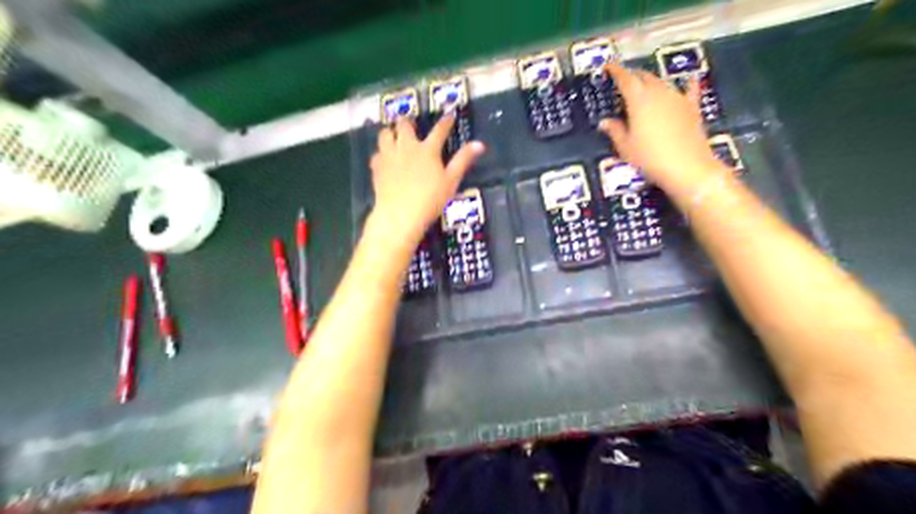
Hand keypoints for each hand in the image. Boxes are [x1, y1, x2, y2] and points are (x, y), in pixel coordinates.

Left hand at [368, 117, 480, 241]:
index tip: (449, 115)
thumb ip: (463, 161)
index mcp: (428, 150)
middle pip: (404, 126)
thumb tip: (479, 144)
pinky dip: (381, 154)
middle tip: (411, 125)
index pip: (439, 130)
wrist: (400, 214)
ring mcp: (389, 156)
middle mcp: (406, 147)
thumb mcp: (451, 181)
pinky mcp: (376, 168)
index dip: (446, 122)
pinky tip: (384, 160)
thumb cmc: (430, 199)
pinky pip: (376, 154)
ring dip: (390, 133)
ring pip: (385, 134)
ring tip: (394, 137)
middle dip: (408, 122)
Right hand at [598, 62, 725, 189]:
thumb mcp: (625, 147)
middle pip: (644, 77)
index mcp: (638, 100)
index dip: (616, 70)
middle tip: (624, 80)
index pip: (625, 78)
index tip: (608, 66)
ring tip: (644, 87)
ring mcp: (677, 98)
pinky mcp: (692, 108)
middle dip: (633, 76)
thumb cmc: (650, 158)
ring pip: (662, 83)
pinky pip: (689, 91)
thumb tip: (604, 122)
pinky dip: (686, 85)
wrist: (687, 167)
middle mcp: (658, 93)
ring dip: (651, 83)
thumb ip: (615, 131)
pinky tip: (689, 80)